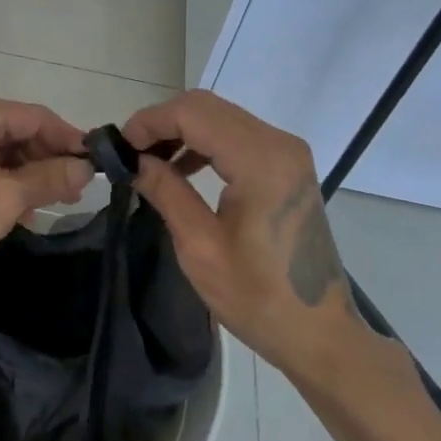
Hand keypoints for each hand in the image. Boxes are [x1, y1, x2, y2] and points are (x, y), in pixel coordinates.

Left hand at [0, 89, 92, 288]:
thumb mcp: (4, 198)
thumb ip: (49, 178)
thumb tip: (85, 168)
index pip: (34, 116)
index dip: (69, 140)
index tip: (97, 166)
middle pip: (16, 132)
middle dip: (47, 161)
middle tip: (76, 193)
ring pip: (0, 152)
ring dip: (27, 176)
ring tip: (53, 205)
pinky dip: (2, 184)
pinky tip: (21, 211)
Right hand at [123, 90, 357, 366]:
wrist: (321, 333)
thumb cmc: (259, 298)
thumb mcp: (200, 248)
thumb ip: (166, 192)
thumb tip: (133, 160)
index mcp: (260, 161)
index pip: (193, 113)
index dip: (151, 121)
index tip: (119, 147)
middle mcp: (279, 143)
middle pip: (207, 107)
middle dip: (163, 122)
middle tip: (130, 153)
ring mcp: (288, 152)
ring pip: (221, 117)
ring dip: (182, 130)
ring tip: (148, 161)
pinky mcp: (288, 165)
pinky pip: (237, 136)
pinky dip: (204, 142)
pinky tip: (181, 167)